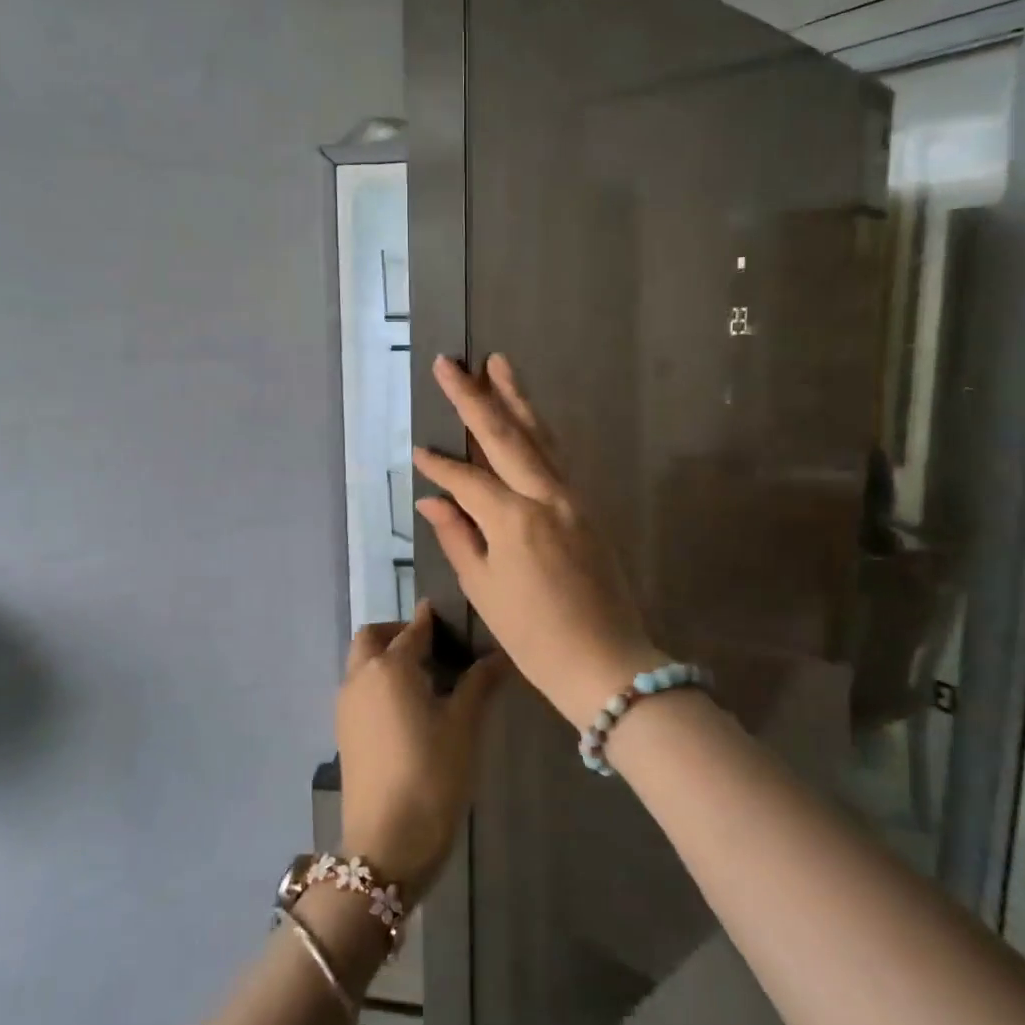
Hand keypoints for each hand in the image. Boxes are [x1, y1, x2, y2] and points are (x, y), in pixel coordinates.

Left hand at [336, 604, 505, 903]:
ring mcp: (346, 704)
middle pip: (373, 637)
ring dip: (386, 656)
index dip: (432, 619)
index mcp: (390, 667)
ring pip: (362, 662)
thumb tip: (498, 655)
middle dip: (399, 632)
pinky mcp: (344, 730)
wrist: (386, 843)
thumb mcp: (463, 727)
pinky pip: (359, 687)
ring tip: (426, 677)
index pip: (413, 629)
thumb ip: (479, 684)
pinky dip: (378, 681)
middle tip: (434, 647)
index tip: (451, 614)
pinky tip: (409, 706)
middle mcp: (361, 676)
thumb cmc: (431, 775)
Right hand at [413, 354, 662, 730]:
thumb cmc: (535, 636)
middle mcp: (546, 497)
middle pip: (507, 436)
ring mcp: (573, 499)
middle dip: (476, 397)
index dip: (440, 465)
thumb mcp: (485, 590)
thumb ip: (457, 537)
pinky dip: (538, 432)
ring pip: (540, 437)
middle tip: (453, 362)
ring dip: (517, 399)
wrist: (607, 662)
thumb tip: (432, 499)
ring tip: (498, 364)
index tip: (417, 450)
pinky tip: (527, 418)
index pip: (468, 479)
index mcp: (515, 520)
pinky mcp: (587, 508)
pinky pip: (557, 458)